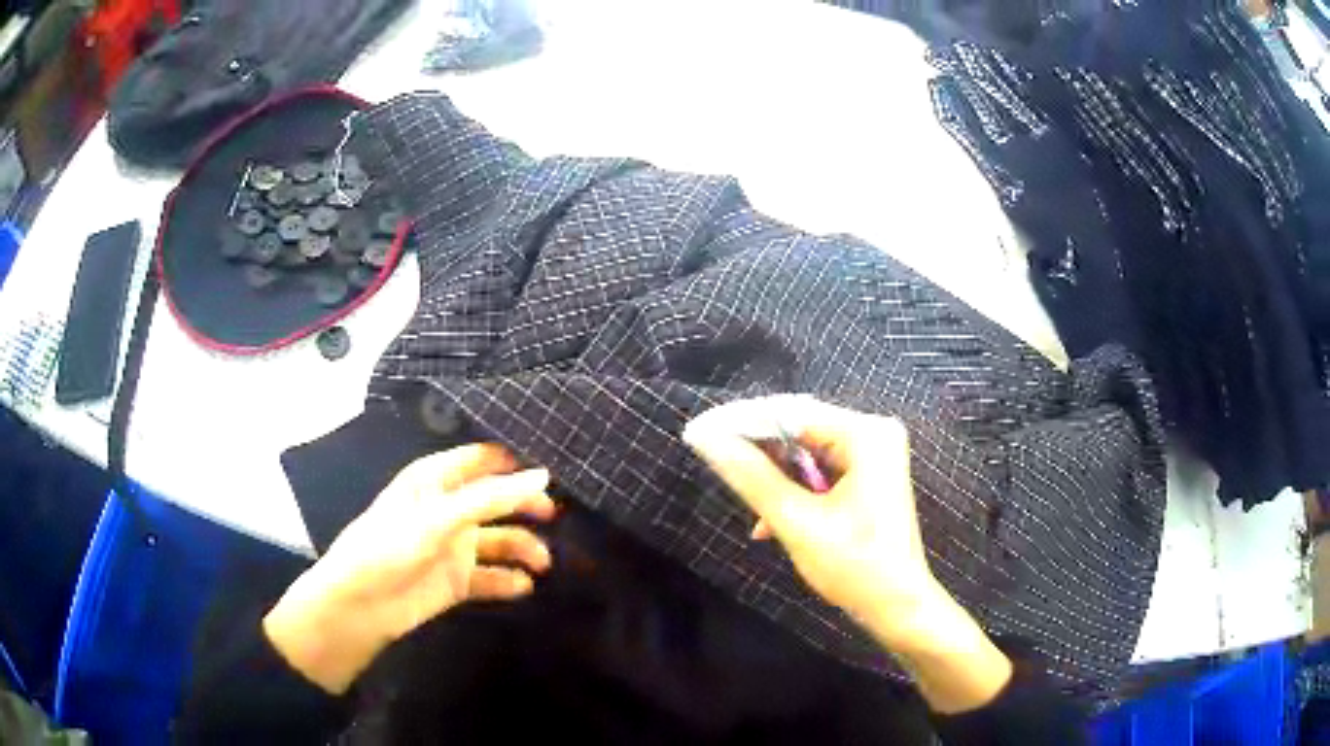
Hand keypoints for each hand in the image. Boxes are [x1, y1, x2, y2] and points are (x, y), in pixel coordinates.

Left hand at [264, 444, 555, 693]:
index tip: (559, 465)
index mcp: (436, 480)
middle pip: (497, 499)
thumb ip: (490, 499)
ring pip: (500, 540)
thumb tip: (544, 476)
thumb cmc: (390, 547)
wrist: (360, 606)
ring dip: (524, 548)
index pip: (484, 459)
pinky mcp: (457, 580)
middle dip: (526, 505)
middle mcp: (448, 508)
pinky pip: (492, 576)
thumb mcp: (438, 518)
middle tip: (556, 515)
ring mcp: (454, 545)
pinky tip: (524, 587)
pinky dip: (509, 580)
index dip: (517, 460)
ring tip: (544, 563)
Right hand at [683, 396, 1010, 712]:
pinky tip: (769, 521)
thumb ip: (751, 476)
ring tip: (747, 506)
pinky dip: (794, 491)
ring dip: (774, 477)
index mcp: (866, 434)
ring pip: (805, 452)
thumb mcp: (797, 522)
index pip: (791, 414)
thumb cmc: (854, 566)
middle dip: (758, 452)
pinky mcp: (868, 475)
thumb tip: (706, 439)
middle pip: (799, 429)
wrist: (898, 606)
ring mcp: (873, 454)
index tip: (698, 433)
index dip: (741, 423)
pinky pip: (819, 470)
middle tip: (714, 464)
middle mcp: (873, 433)